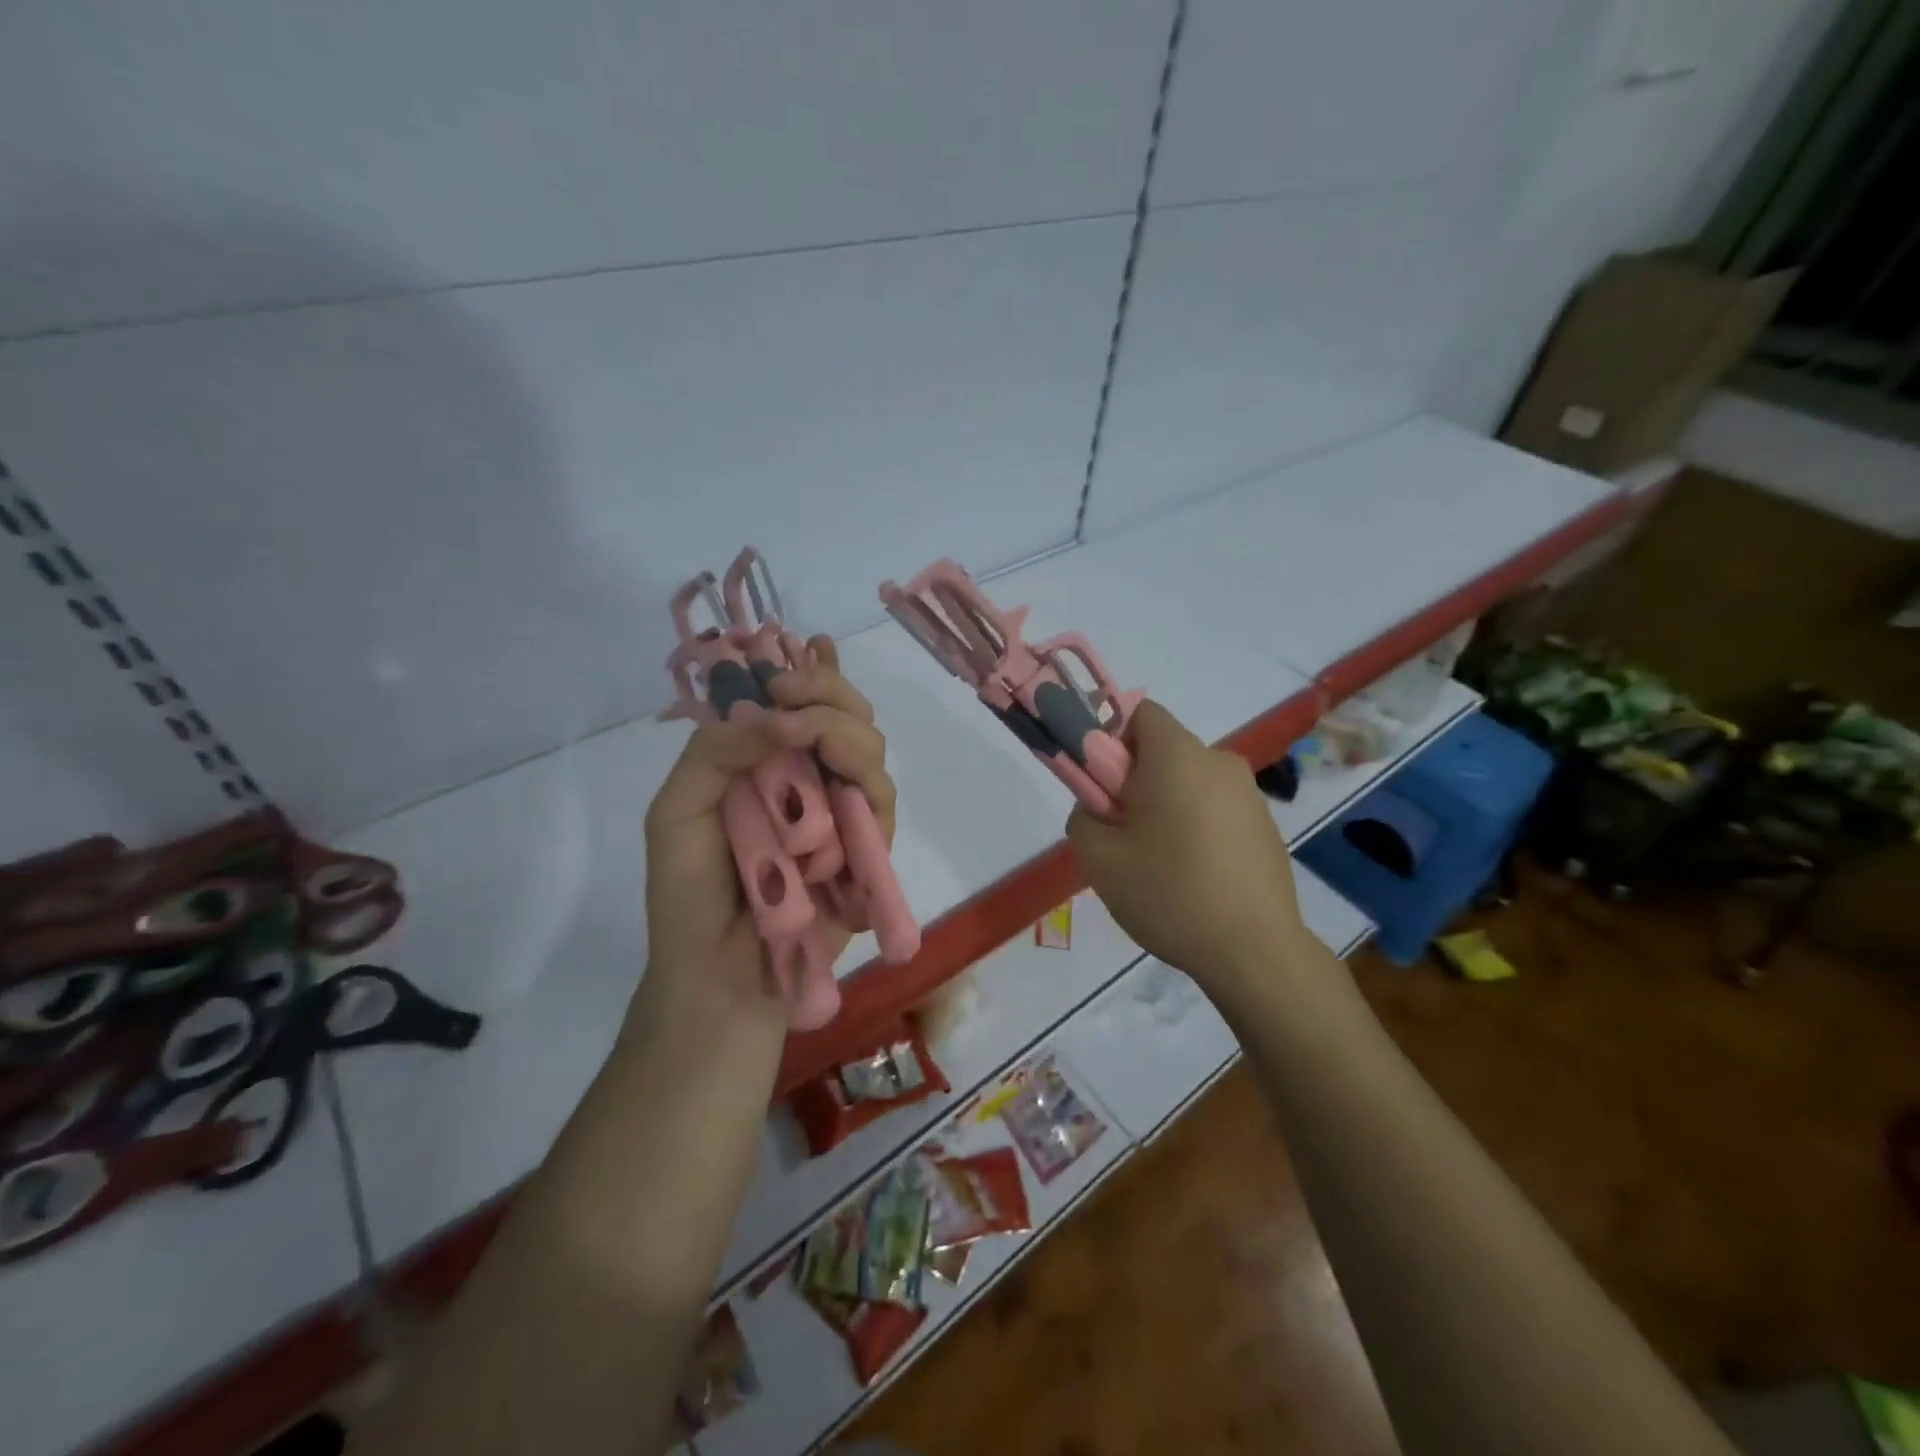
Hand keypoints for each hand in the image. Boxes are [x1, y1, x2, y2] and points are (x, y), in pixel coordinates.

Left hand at [640, 638, 895, 1030]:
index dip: (812, 669)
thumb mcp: (676, 812)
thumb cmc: (688, 896)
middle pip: (847, 715)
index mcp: (767, 765)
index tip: (804, 648)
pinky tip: (839, 773)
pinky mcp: (867, 849)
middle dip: (827, 690)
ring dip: (842, 729)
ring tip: (808, 730)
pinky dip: (862, 780)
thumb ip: (717, 752)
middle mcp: (810, 780)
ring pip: (869, 749)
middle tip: (792, 690)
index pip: (802, 704)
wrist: (718, 975)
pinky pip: (881, 802)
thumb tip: (773, 712)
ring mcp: (842, 813)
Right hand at [1066, 701, 1306, 996]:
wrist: (1254, 951)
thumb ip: (1083, 815)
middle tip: (1123, 834)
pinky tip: (1195, 877)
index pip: (1140, 713)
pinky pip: (1215, 809)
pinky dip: (1197, 827)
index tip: (1104, 788)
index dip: (1111, 740)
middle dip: (1136, 781)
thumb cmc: (1170, 894)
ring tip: (1160, 864)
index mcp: (1178, 756)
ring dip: (1167, 806)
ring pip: (1189, 782)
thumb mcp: (1098, 858)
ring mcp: (1249, 794)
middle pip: (1164, 751)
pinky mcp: (1265, 825)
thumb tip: (1098, 807)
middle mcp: (1219, 762)